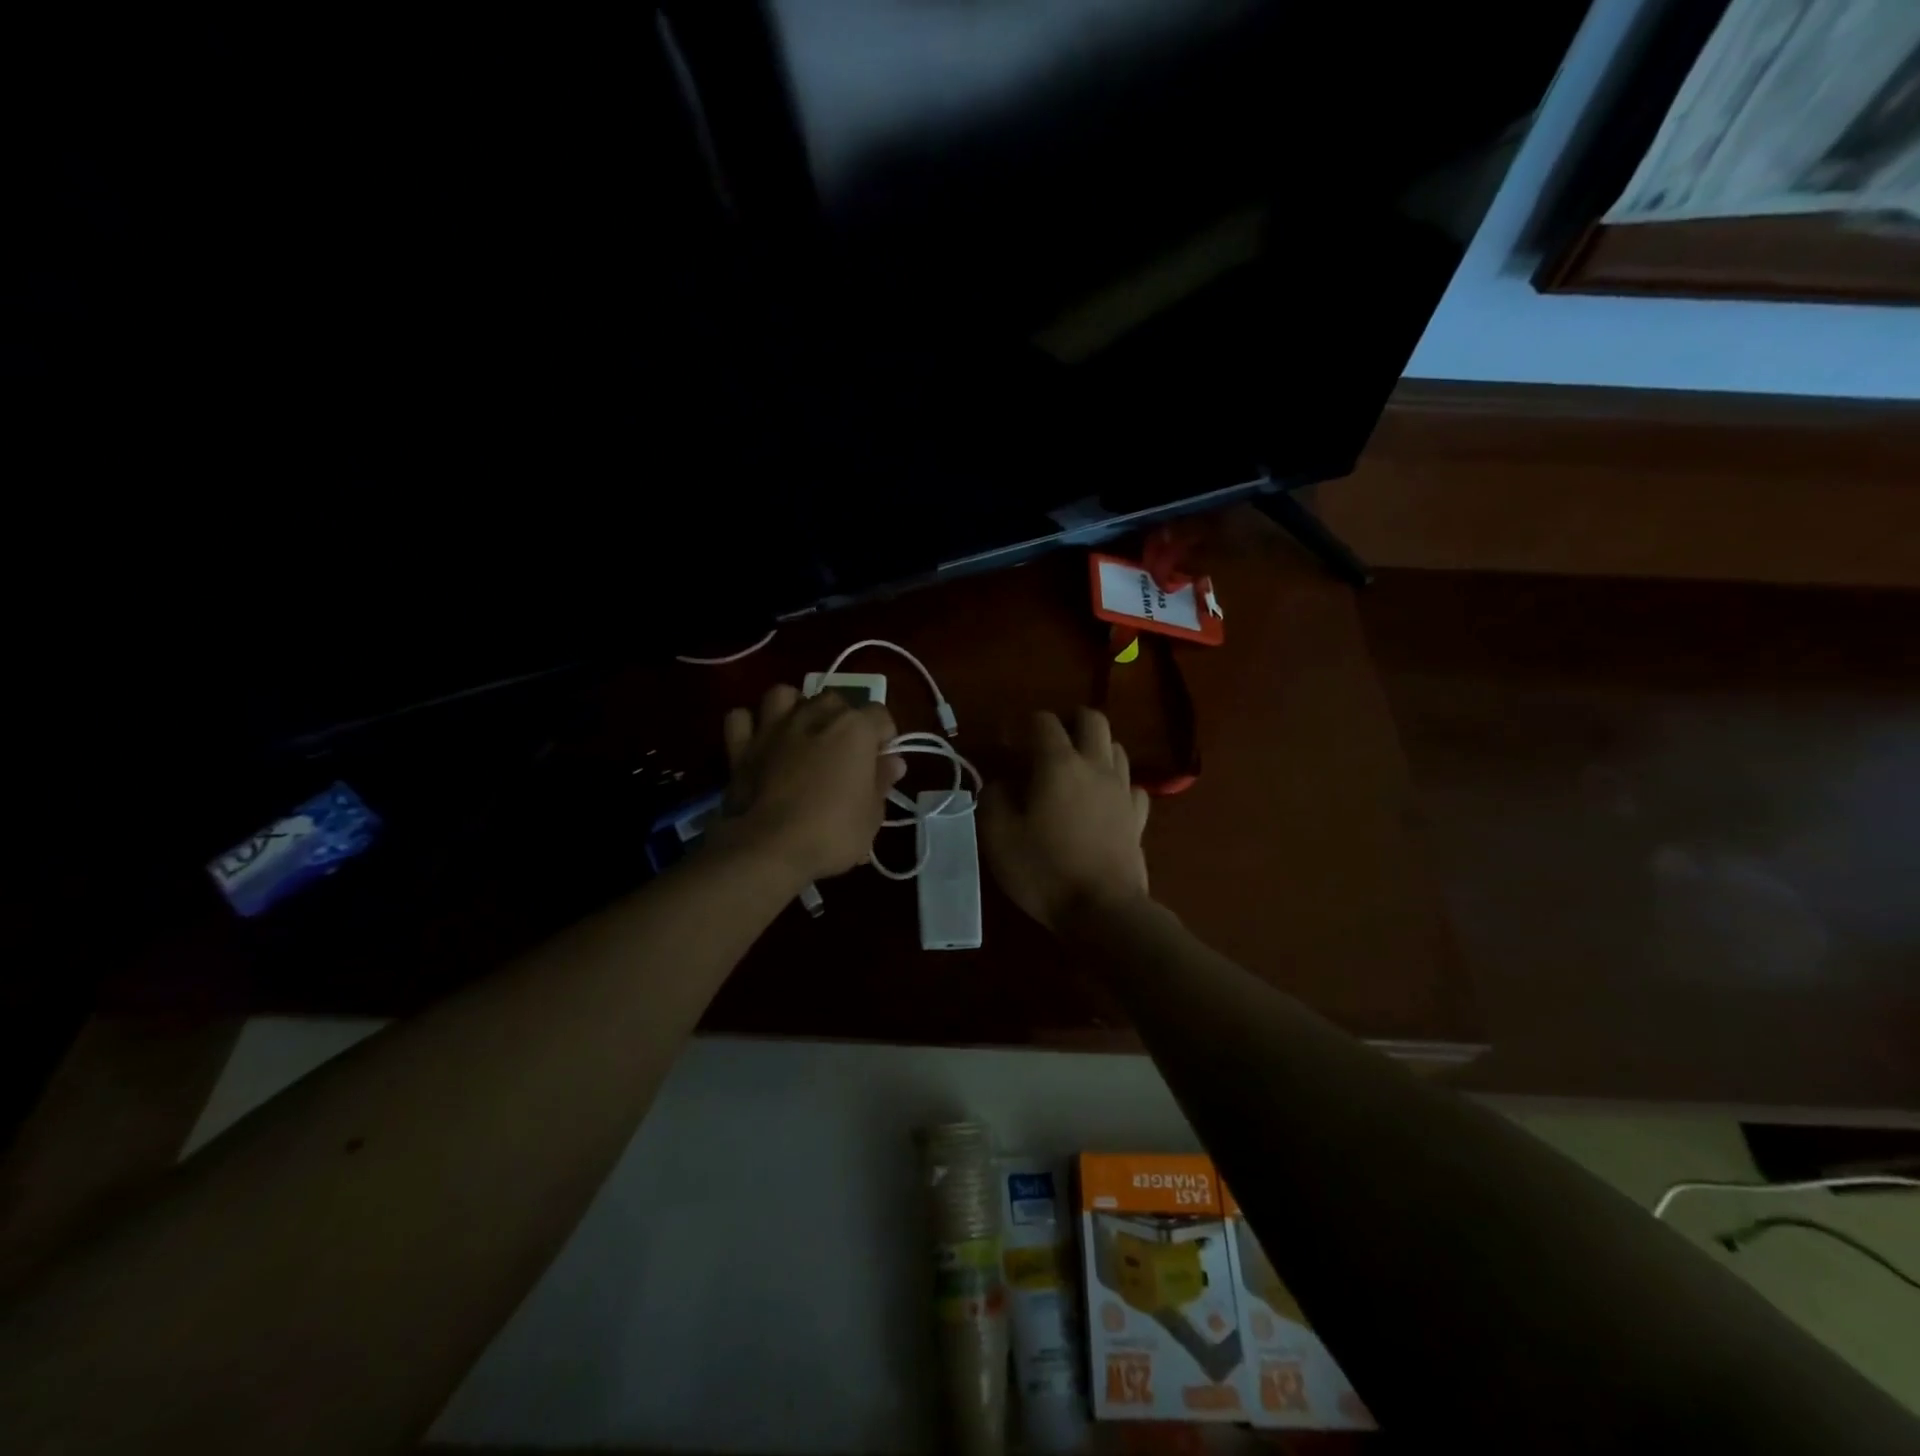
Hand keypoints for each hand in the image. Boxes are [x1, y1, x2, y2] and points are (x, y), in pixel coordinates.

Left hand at [713, 685, 904, 883]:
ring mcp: (773, 727)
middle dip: (842, 719)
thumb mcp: (872, 815)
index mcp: (853, 729)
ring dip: (794, 707)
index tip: (881, 763)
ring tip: (800, 733)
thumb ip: (881, 781)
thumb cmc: (832, 833)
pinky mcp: (740, 746)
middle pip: (834, 700)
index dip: (884, 738)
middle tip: (843, 753)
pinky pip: (740, 718)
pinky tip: (759, 740)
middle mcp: (814, 716)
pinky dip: (749, 725)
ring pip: (783, 695)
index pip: (880, 715)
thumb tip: (893, 762)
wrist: (769, 849)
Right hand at [980, 708, 1150, 930]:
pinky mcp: (1139, 817)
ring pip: (1116, 748)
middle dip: (1070, 722)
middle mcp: (1095, 766)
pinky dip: (1117, 785)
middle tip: (1049, 745)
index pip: (1044, 721)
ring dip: (1095, 749)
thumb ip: (993, 799)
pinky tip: (1103, 802)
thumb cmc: (1044, 870)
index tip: (1008, 744)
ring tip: (1075, 772)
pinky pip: (1132, 785)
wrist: (1102, 910)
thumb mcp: (998, 836)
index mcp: (1059, 764)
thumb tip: (1001, 784)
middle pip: (1093, 720)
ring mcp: (1123, 790)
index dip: (1022, 725)